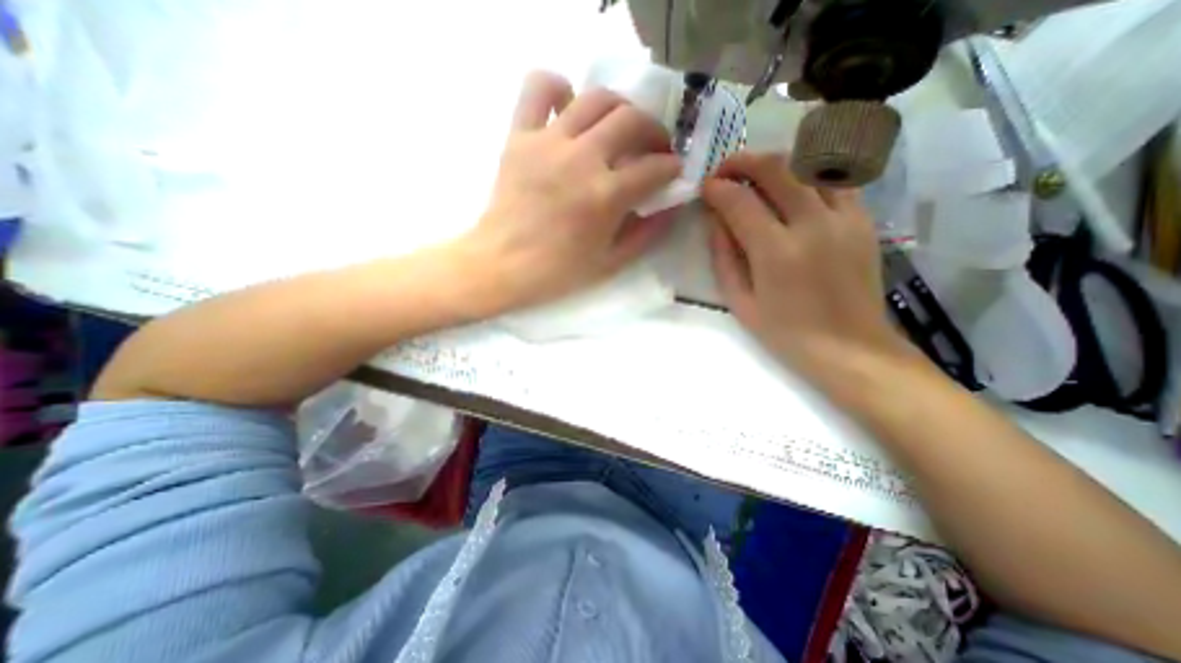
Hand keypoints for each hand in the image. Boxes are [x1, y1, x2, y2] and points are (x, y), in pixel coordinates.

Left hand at [461, 70, 683, 312]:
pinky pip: (539, 89)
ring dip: (619, 108)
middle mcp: (583, 159)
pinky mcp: (520, 136)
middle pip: (632, 121)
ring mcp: (549, 143)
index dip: (672, 168)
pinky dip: (558, 87)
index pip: (655, 168)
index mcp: (606, 196)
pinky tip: (568, 106)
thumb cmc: (557, 271)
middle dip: (654, 131)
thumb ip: (646, 234)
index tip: (672, 171)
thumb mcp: (610, 262)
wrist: (502, 265)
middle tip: (652, 148)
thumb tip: (670, 207)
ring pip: (596, 98)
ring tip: (620, 127)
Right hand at [699, 153, 904, 374]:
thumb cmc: (785, 332)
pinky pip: (833, 180)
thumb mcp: (739, 301)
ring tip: (755, 174)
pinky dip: (807, 174)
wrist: (849, 347)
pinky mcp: (863, 220)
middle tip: (725, 170)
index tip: (705, 188)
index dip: (718, 189)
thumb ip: (724, 256)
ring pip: (808, 165)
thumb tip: (715, 219)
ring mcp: (844, 218)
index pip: (740, 202)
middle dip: (744, 161)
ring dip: (775, 163)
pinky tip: (791, 187)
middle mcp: (813, 225)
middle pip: (776, 169)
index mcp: (776, 252)